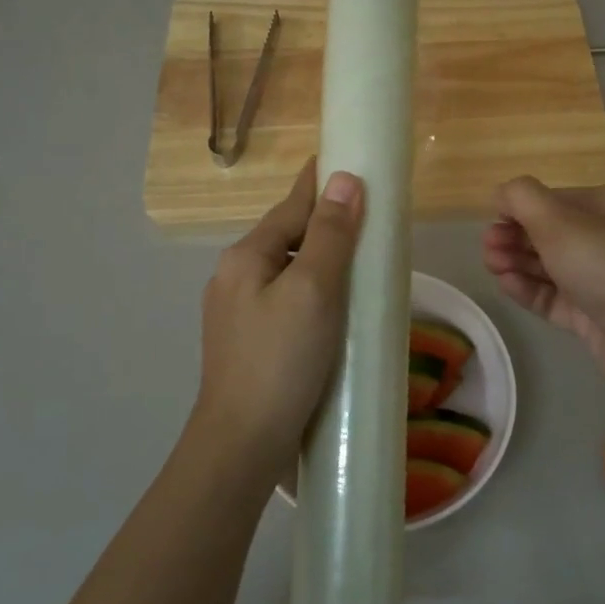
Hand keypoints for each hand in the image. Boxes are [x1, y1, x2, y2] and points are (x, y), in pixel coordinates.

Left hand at [192, 160, 363, 478]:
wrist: (242, 444)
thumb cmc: (281, 360)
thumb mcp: (313, 290)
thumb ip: (330, 234)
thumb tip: (345, 179)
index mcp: (246, 256)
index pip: (291, 205)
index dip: (320, 182)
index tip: (347, 159)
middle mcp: (235, 277)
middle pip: (287, 236)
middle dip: (324, 223)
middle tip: (369, 217)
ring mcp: (238, 312)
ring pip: (287, 270)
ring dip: (320, 260)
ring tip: (359, 262)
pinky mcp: (249, 342)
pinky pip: (286, 300)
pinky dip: (313, 291)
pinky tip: (334, 309)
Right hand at [481, 179, 604, 395]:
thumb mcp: (559, 220)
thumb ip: (522, 198)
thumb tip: (501, 192)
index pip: (552, 200)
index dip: (518, 209)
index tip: (490, 222)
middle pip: (549, 233)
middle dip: (514, 236)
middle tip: (488, 249)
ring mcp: (602, 280)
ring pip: (550, 266)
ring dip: (518, 262)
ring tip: (492, 267)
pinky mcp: (595, 317)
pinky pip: (555, 298)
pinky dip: (530, 289)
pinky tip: (507, 285)